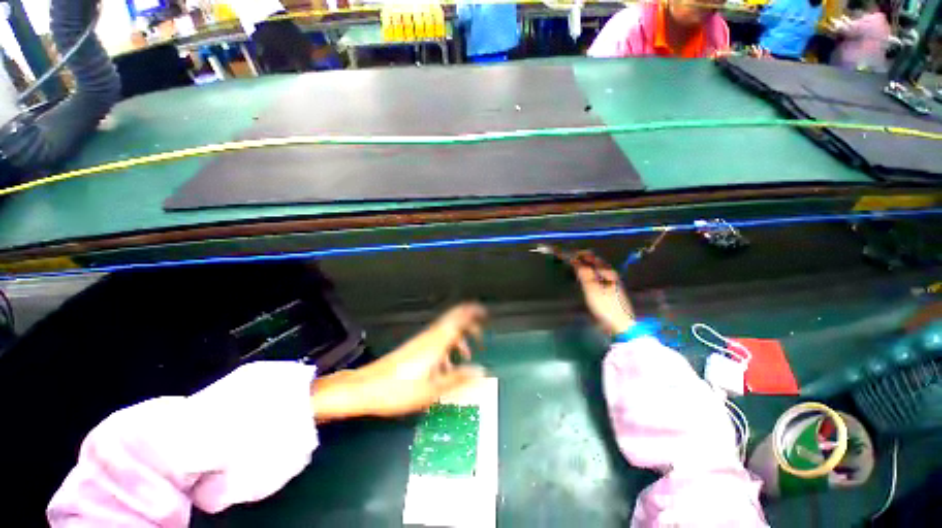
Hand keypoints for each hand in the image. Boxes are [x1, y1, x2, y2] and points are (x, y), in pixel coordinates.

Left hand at [311, 303, 486, 421]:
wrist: (365, 389)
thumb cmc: (399, 390)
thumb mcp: (433, 389)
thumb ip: (458, 378)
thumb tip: (482, 371)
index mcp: (437, 342)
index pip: (458, 319)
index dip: (472, 312)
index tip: (485, 313)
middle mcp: (430, 337)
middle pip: (454, 321)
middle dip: (469, 325)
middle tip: (480, 337)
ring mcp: (421, 341)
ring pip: (446, 332)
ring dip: (459, 338)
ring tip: (467, 355)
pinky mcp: (415, 348)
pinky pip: (438, 340)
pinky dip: (448, 347)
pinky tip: (447, 365)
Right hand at [570, 251, 634, 335]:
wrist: (620, 325)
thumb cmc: (605, 305)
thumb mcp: (592, 288)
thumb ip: (583, 272)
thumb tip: (574, 258)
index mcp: (607, 270)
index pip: (589, 256)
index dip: (576, 254)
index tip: (563, 255)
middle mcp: (609, 273)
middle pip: (591, 261)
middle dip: (578, 259)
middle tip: (564, 261)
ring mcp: (608, 281)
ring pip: (592, 269)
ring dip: (581, 267)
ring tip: (569, 269)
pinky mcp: (606, 289)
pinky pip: (593, 277)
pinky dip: (584, 275)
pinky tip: (579, 279)